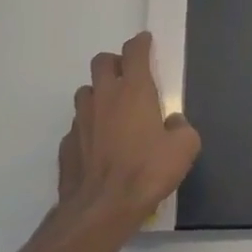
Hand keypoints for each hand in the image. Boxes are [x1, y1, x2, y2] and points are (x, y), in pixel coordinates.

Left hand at [56, 32, 199, 240]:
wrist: (102, 209)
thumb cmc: (146, 171)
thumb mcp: (183, 150)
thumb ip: (182, 129)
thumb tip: (174, 123)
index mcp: (134, 90)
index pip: (134, 52)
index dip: (141, 43)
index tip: (145, 42)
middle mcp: (104, 97)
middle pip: (102, 62)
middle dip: (115, 62)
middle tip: (128, 76)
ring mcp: (81, 120)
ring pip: (86, 92)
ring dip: (98, 94)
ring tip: (112, 111)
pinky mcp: (67, 144)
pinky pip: (78, 126)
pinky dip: (88, 128)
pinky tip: (98, 145)